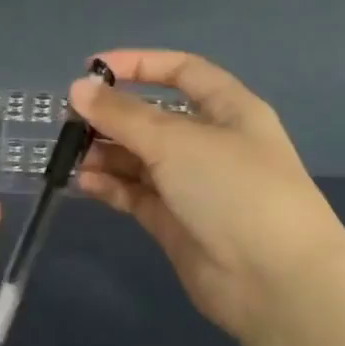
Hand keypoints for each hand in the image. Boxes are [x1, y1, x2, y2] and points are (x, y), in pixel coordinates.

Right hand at [70, 49, 344, 342]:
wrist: (274, 280)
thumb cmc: (233, 190)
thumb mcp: (176, 141)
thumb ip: (122, 115)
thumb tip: (78, 88)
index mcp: (228, 111)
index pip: (182, 71)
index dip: (139, 64)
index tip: (92, 69)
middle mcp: (210, 144)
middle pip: (153, 118)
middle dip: (112, 116)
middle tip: (70, 122)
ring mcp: (192, 186)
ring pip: (140, 159)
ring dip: (106, 153)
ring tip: (72, 157)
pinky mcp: (175, 223)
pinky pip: (136, 194)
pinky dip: (110, 186)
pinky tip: (85, 183)